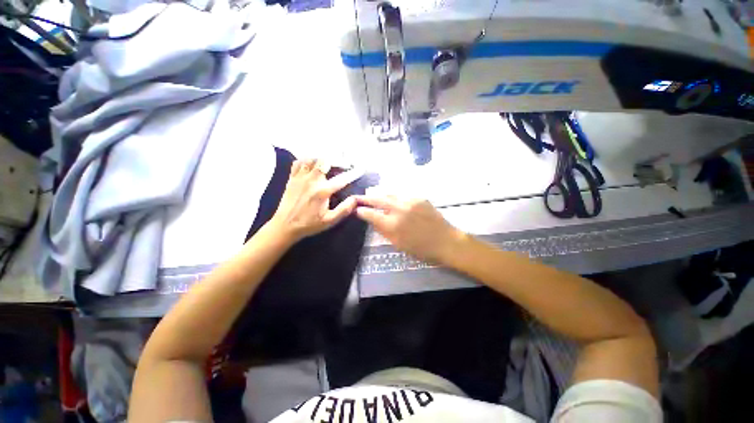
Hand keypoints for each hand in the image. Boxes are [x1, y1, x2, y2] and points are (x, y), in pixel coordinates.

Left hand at [269, 159, 361, 242]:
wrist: (285, 225)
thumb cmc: (309, 224)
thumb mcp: (330, 221)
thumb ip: (344, 209)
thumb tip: (356, 199)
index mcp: (323, 191)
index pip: (342, 179)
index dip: (353, 173)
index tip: (360, 169)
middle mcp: (312, 180)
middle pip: (325, 160)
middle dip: (336, 160)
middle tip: (343, 164)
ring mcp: (300, 177)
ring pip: (312, 158)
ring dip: (322, 159)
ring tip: (329, 163)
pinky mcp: (292, 178)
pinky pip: (299, 162)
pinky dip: (307, 160)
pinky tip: (312, 165)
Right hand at [354, 195, 465, 263]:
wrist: (446, 241)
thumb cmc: (421, 248)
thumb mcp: (398, 243)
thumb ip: (383, 230)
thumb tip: (372, 219)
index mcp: (393, 224)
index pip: (371, 214)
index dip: (361, 211)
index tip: (356, 209)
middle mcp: (399, 209)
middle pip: (378, 199)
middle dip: (367, 198)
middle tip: (359, 197)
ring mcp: (410, 201)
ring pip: (390, 194)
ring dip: (381, 195)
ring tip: (374, 196)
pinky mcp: (420, 198)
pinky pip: (403, 195)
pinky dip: (395, 198)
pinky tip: (394, 200)